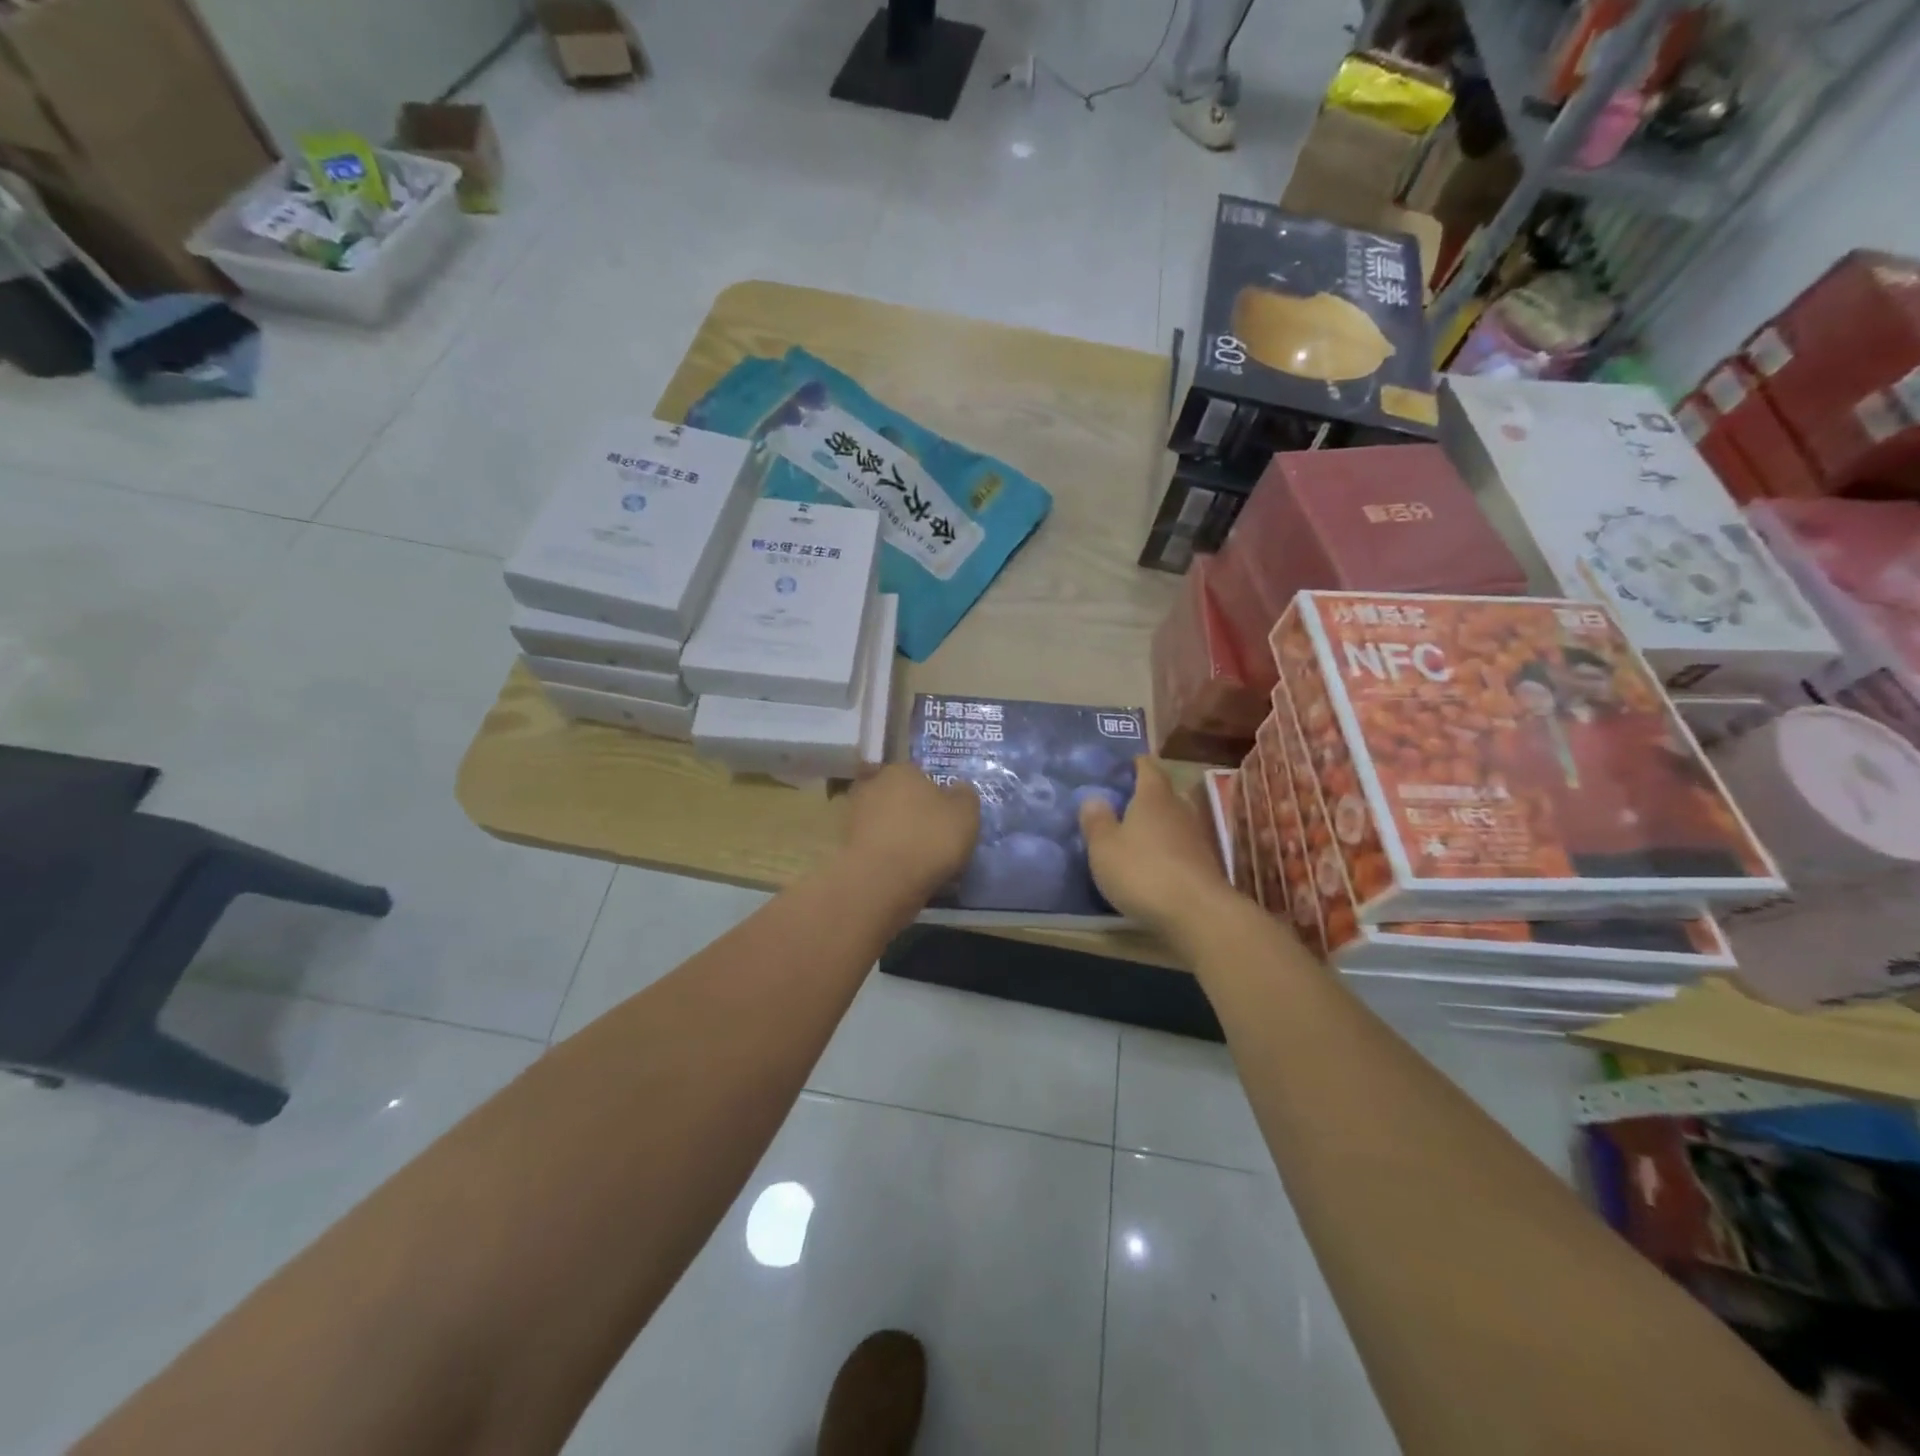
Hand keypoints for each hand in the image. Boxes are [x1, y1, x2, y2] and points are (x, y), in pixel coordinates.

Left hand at [842, 763, 980, 902]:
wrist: (881, 882)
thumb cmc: (928, 839)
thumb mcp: (965, 814)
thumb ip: (964, 796)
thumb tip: (958, 789)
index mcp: (901, 769)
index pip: (917, 773)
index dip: (931, 792)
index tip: (943, 814)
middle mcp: (873, 785)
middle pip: (896, 794)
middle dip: (909, 810)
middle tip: (929, 834)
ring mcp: (854, 815)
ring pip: (882, 820)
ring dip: (895, 834)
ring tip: (916, 858)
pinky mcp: (845, 845)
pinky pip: (873, 845)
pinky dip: (884, 854)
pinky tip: (899, 871)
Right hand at [1079, 757, 1236, 944]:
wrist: (1197, 914)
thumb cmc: (1142, 871)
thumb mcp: (1104, 847)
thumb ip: (1096, 821)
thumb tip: (1093, 798)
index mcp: (1153, 797)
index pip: (1148, 768)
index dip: (1136, 764)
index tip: (1123, 765)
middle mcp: (1179, 809)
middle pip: (1164, 793)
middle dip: (1146, 796)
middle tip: (1123, 803)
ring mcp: (1197, 837)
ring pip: (1174, 820)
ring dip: (1158, 824)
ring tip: (1135, 834)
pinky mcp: (1206, 864)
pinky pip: (1181, 846)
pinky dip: (1167, 849)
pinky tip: (1153, 863)